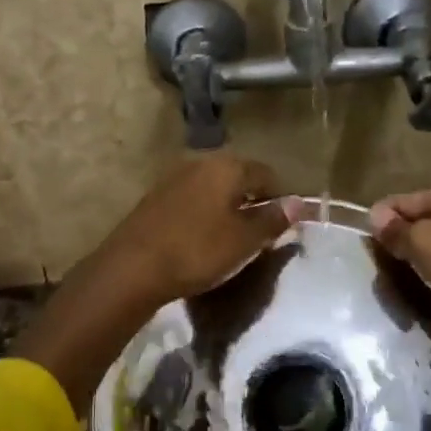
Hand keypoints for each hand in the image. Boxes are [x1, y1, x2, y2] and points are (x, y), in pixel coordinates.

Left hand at [94, 155, 296, 308]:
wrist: (132, 267)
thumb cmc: (197, 250)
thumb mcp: (244, 240)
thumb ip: (273, 219)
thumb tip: (298, 203)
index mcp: (227, 166)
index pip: (266, 173)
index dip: (280, 197)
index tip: (283, 225)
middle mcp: (200, 162)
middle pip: (238, 177)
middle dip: (252, 200)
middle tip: (259, 233)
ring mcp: (174, 178)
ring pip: (213, 188)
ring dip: (227, 207)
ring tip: (232, 238)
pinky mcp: (155, 197)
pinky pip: (192, 199)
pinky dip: (204, 214)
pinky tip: (202, 238)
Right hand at [370, 189, 430, 333]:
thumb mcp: (421, 241)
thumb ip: (396, 228)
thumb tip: (375, 215)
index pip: (412, 198)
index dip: (386, 212)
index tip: (363, 231)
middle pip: (425, 221)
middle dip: (400, 235)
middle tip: (375, 253)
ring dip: (414, 255)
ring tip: (392, 270)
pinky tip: (418, 282)